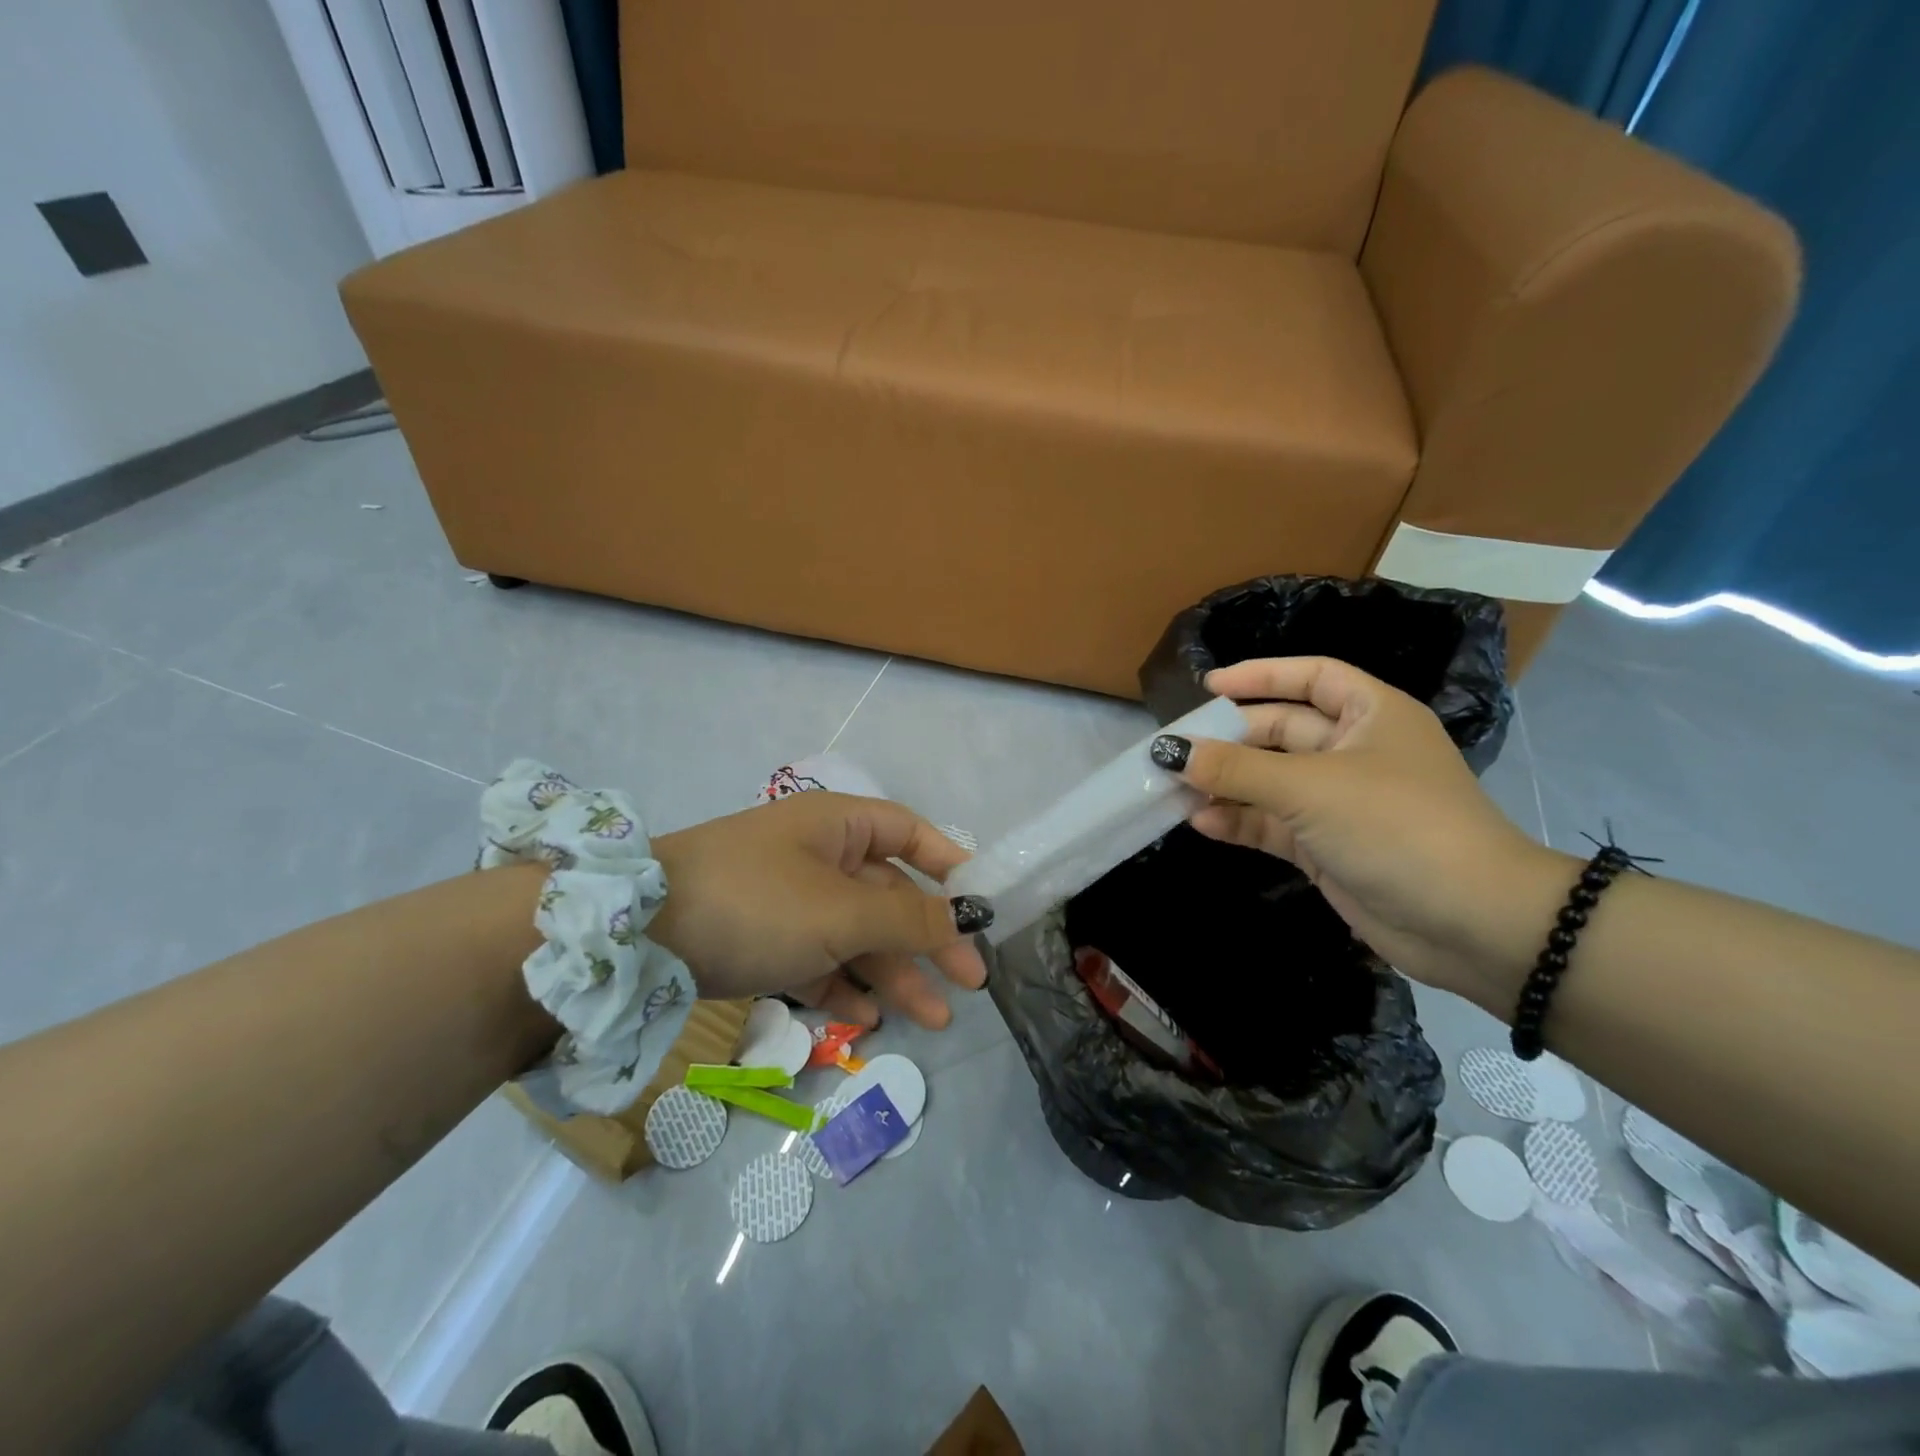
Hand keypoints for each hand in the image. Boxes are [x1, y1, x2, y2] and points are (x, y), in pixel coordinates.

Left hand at [646, 792, 992, 1028]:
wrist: (635, 938)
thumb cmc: (755, 903)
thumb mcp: (841, 912)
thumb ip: (908, 919)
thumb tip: (966, 919)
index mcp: (837, 826)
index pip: (909, 832)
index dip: (949, 864)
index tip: (982, 906)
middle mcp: (817, 856)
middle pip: (889, 894)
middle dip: (929, 938)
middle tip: (970, 982)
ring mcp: (789, 900)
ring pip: (857, 934)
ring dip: (895, 973)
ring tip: (934, 1019)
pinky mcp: (763, 940)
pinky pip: (818, 960)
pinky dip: (845, 986)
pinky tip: (868, 1018)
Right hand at [1157, 657, 1565, 1000]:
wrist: (1471, 924)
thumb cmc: (1397, 826)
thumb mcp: (1311, 787)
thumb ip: (1236, 769)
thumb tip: (1169, 751)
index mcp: (1371, 716)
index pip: (1311, 677)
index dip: (1261, 675)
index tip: (1208, 686)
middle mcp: (1355, 752)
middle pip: (1279, 732)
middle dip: (1228, 741)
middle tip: (1175, 751)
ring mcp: (1339, 803)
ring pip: (1269, 781)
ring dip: (1225, 785)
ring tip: (1174, 790)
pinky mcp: (1326, 847)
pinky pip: (1272, 824)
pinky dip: (1239, 822)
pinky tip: (1201, 823)